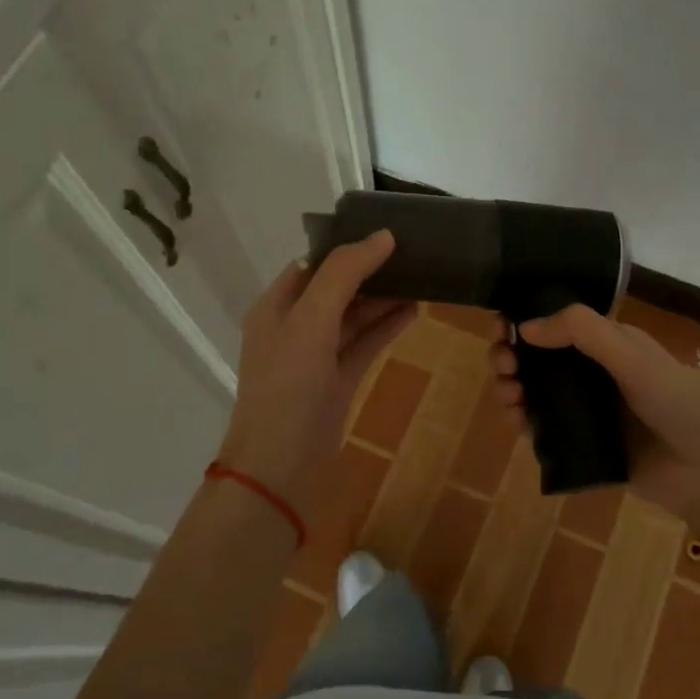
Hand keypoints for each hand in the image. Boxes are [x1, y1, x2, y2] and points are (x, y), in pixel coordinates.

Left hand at [218, 230, 414, 510]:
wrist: (280, 465)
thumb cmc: (289, 386)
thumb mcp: (311, 320)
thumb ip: (344, 274)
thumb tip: (383, 236)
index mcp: (277, 306)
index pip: (314, 264)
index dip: (348, 247)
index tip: (389, 233)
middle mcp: (294, 327)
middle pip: (337, 288)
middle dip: (371, 271)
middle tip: (414, 253)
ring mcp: (317, 356)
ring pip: (354, 317)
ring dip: (383, 298)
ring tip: (422, 277)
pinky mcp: (337, 382)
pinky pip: (365, 345)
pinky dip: (386, 328)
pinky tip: (414, 311)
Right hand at [491, 305, 699, 539]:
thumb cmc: (679, 403)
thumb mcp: (632, 357)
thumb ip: (582, 333)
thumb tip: (525, 326)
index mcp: (609, 345)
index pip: (557, 324)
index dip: (524, 322)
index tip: (501, 329)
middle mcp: (594, 374)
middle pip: (538, 359)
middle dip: (512, 357)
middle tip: (503, 366)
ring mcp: (586, 411)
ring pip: (534, 394)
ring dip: (512, 388)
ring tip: (509, 397)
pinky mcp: (582, 445)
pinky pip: (542, 429)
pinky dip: (523, 422)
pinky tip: (518, 423)